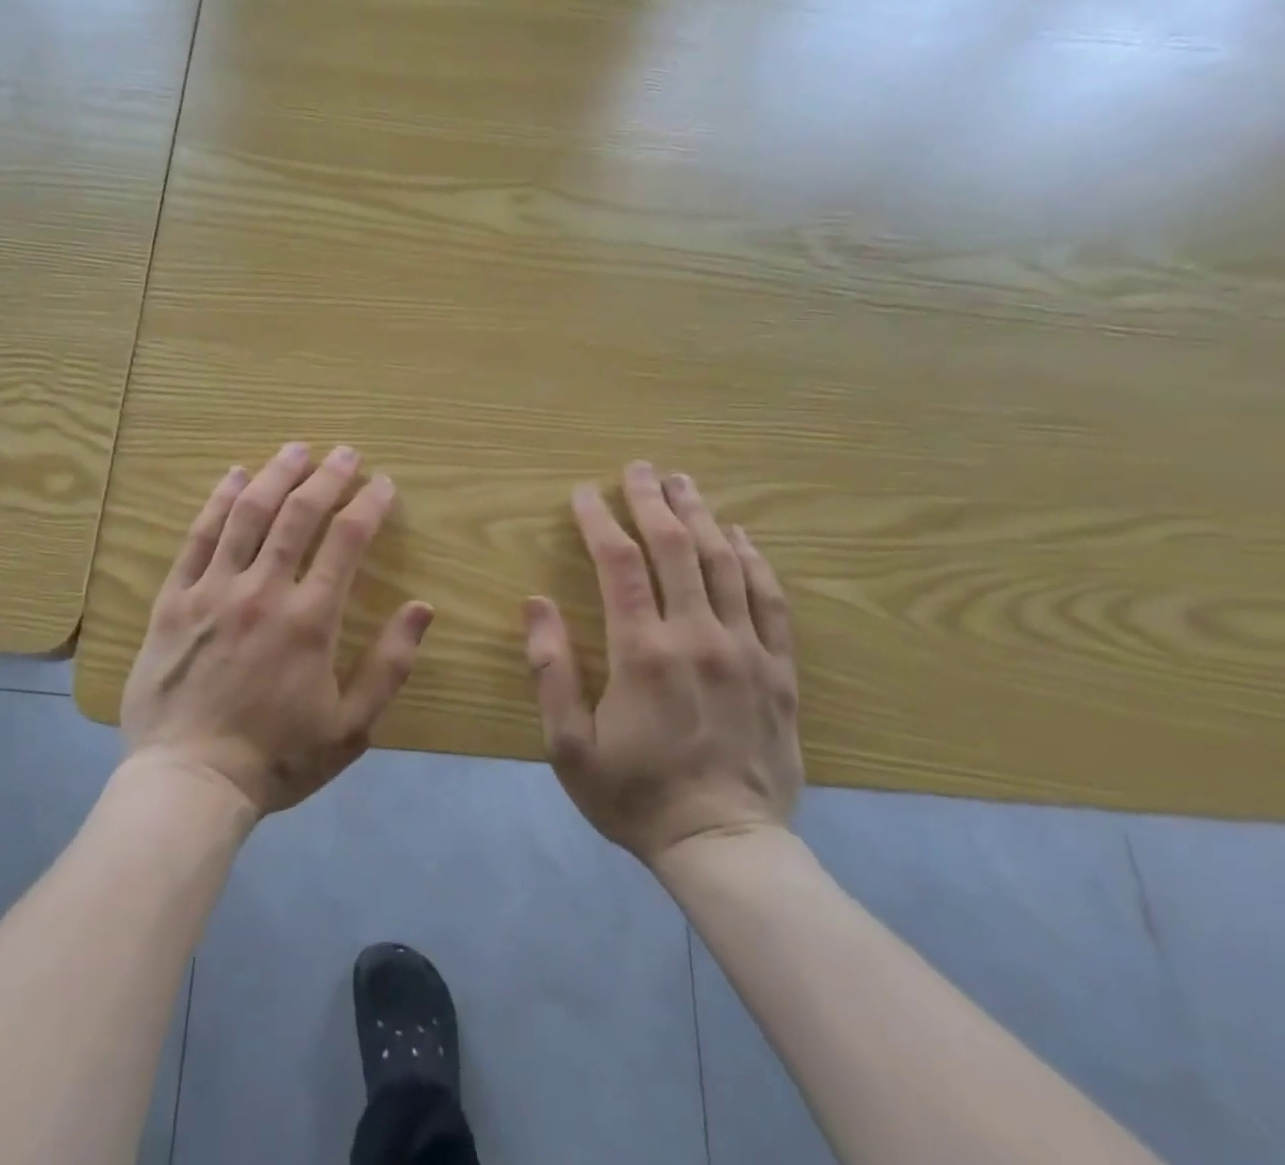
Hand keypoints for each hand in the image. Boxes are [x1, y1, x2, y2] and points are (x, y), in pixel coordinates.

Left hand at [121, 443, 434, 818]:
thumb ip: (390, 666)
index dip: (369, 506)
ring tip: (295, 449)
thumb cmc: (277, 758)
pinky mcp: (174, 598)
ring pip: (247, 514)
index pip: (346, 542)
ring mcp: (213, 590)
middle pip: (297, 514)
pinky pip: (198, 537)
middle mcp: (262, 591)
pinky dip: (218, 501)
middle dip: (327, 477)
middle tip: (345, 453)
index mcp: (310, 620)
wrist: (190, 781)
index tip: (383, 484)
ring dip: (274, 474)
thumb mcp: (351, 727)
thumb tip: (422, 608)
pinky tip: (233, 477)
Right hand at [523, 461, 802, 868]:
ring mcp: (746, 650)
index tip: (584, 493)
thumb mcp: (568, 744)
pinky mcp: (779, 670)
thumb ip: (550, 669)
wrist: (726, 848)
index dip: (600, 520)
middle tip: (639, 467)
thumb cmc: (634, 795)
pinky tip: (742, 535)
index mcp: (642, 652)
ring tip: (684, 483)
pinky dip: (755, 559)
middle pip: (676, 547)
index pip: (619, 563)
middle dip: (653, 500)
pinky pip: (770, 600)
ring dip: (702, 516)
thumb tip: (536, 603)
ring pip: (725, 563)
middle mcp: (698, 637)